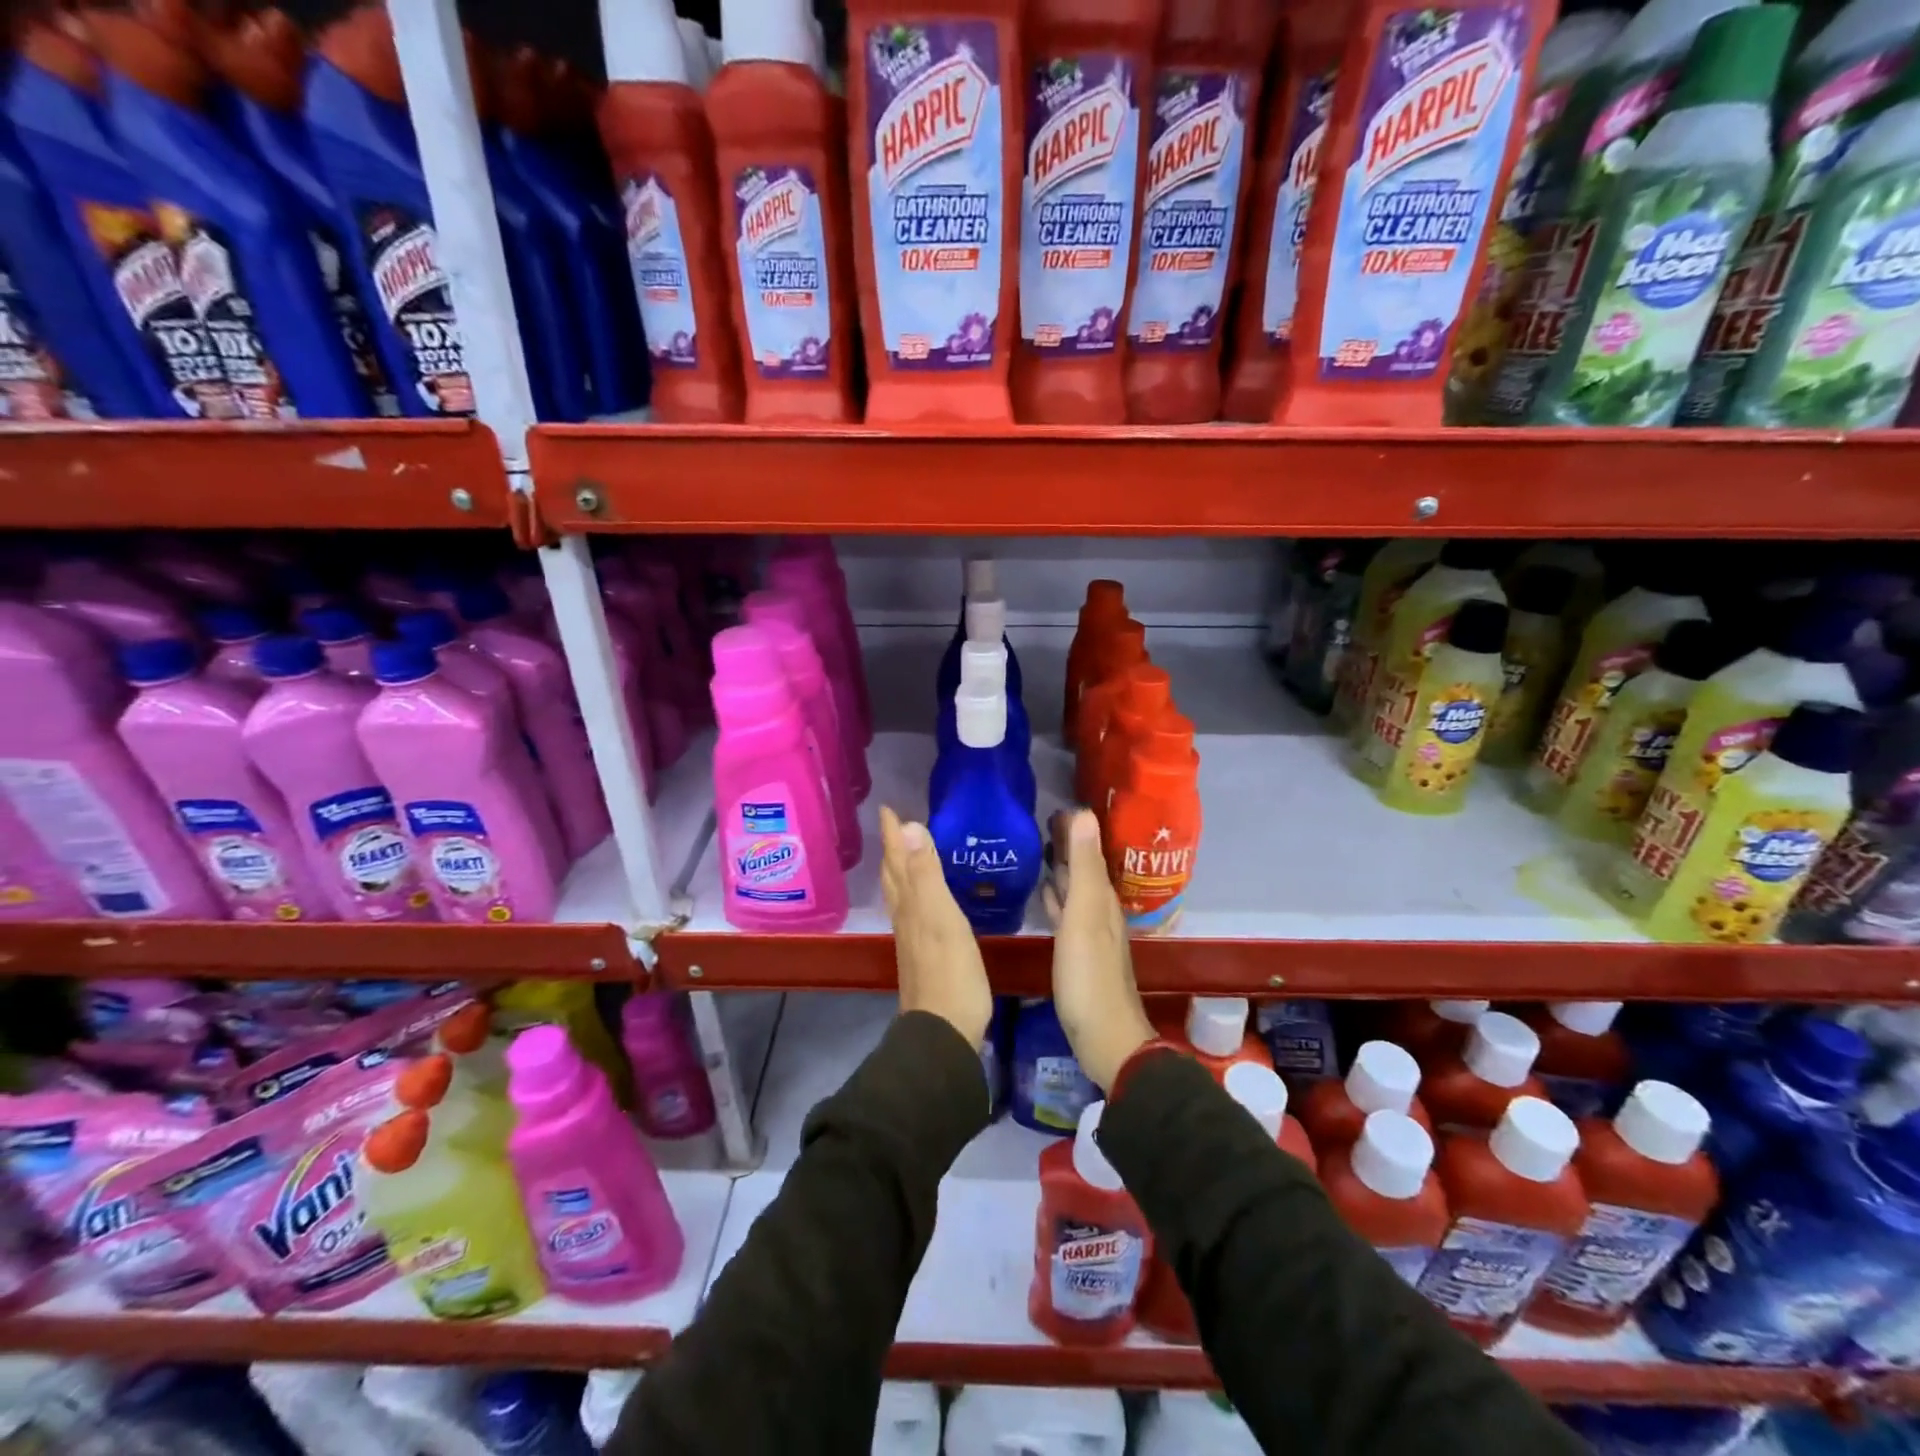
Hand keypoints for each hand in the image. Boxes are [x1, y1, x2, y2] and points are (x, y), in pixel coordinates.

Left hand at [880, 805, 992, 1047]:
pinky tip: (923, 902)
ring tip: (905, 855)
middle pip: (894, 876)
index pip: (897, 860)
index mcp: (910, 904)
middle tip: (894, 826)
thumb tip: (910, 827)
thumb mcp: (942, 917)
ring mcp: (913, 939)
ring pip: (901, 895)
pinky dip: (914, 895)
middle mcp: (906, 917)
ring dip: (901, 871)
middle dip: (893, 849)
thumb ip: (927, 874)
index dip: (892, 835)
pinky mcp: (924, 955)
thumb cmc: (950, 972)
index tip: (887, 808)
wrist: (944, 1031)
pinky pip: (913, 913)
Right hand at [1042, 809, 1154, 1089]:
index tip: (1052, 807)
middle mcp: (1100, 911)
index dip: (1074, 829)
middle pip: (1083, 869)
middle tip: (1039, 823)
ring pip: (1075, 889)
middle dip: (1066, 845)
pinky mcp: (1077, 953)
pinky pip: (1066, 912)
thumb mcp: (1085, 916)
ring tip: (1037, 850)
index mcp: (1103, 898)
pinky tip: (1043, 894)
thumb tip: (1085, 814)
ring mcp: (1089, 933)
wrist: (1104, 1039)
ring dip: (1060, 870)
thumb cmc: (1089, 976)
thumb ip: (1085, 867)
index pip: (1090, 851)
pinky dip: (1055, 897)